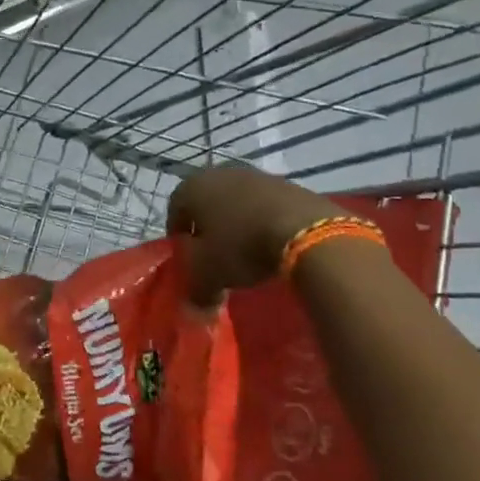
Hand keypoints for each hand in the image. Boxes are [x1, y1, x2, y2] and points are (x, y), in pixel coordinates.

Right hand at [166, 165, 345, 305]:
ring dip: (237, 223)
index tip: (187, 257)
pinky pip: (265, 204)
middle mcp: (220, 173)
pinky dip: (263, 221)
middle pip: (206, 202)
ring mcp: (255, 175)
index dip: (178, 235)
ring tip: (246, 251)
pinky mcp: (286, 183)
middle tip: (215, 255)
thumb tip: (194, 307)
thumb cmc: (241, 246)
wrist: (305, 230)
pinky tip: (272, 243)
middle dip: (209, 227)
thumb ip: (195, 291)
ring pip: (236, 201)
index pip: (175, 209)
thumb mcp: (208, 275)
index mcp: (192, 187)